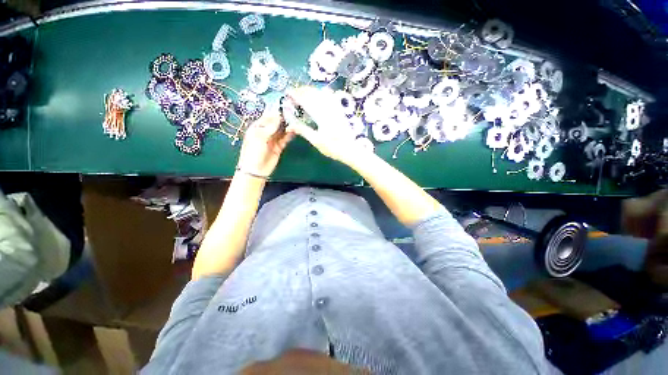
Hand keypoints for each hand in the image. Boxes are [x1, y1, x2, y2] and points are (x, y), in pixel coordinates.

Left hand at [237, 110, 293, 177]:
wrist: (256, 170)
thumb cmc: (253, 152)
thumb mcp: (259, 137)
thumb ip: (270, 127)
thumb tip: (278, 117)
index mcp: (257, 128)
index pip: (267, 117)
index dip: (275, 113)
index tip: (284, 109)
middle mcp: (265, 132)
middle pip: (275, 123)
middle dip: (282, 119)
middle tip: (292, 114)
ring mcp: (272, 140)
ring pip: (281, 131)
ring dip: (287, 127)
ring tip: (295, 122)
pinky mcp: (279, 147)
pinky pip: (285, 139)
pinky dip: (289, 135)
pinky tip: (294, 131)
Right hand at [285, 86, 366, 165]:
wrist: (351, 149)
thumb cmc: (333, 147)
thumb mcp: (316, 141)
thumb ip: (303, 131)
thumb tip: (290, 126)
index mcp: (321, 116)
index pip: (306, 100)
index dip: (296, 95)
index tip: (288, 94)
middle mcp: (329, 109)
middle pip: (314, 94)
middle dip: (302, 91)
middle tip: (294, 92)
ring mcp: (336, 108)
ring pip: (322, 93)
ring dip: (312, 91)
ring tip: (304, 92)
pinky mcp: (341, 111)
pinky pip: (331, 97)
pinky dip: (323, 93)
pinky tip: (320, 94)